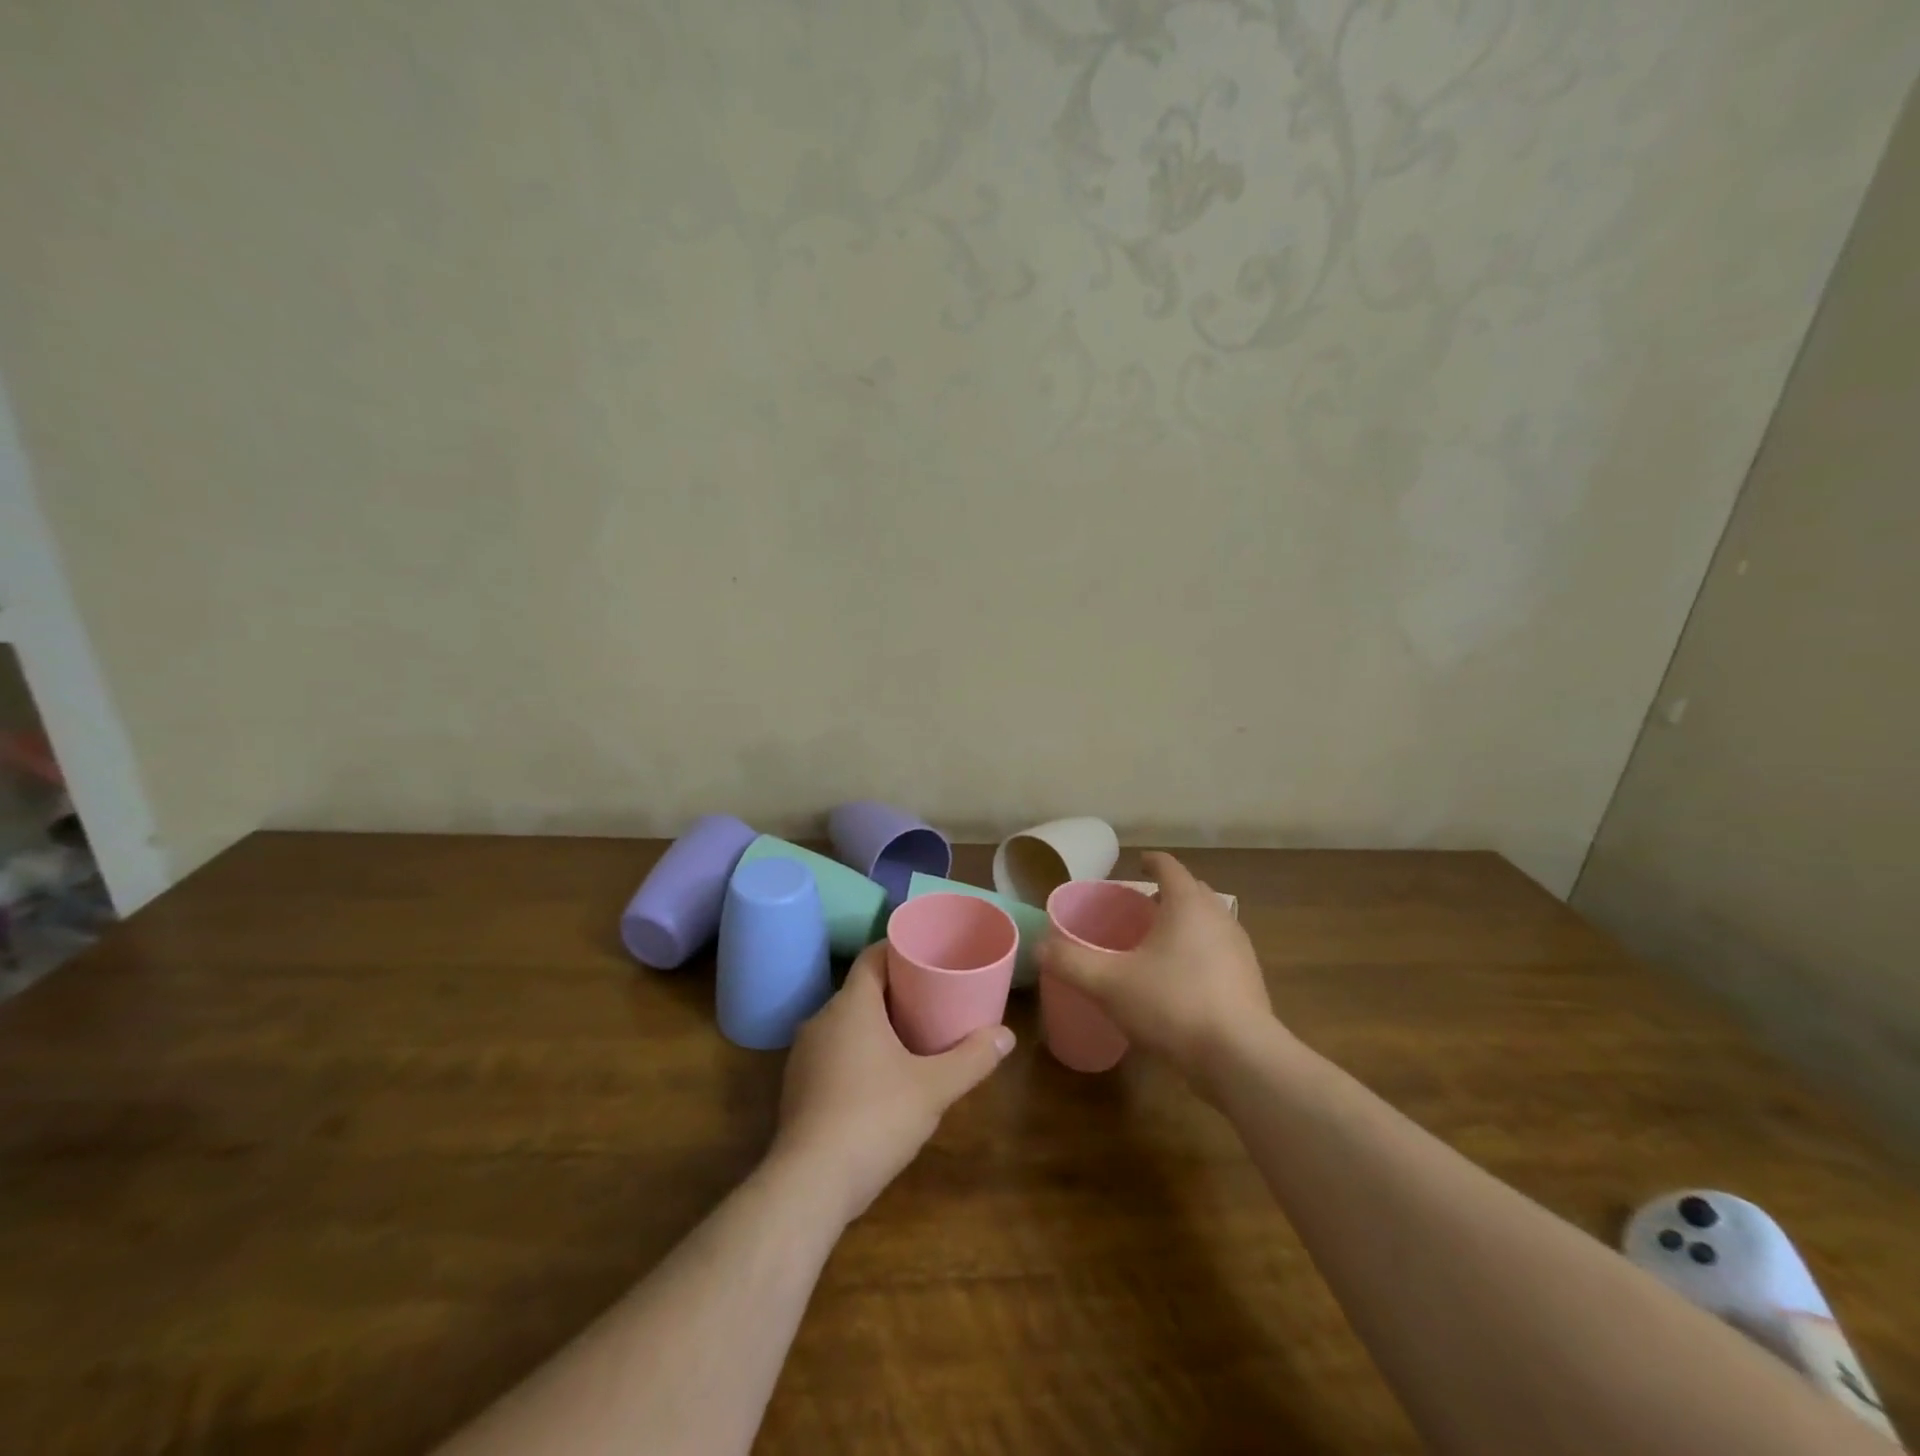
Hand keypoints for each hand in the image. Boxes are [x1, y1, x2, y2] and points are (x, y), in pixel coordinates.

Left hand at [771, 942, 1013, 1222]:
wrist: (809, 1184)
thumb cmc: (875, 1118)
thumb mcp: (934, 1088)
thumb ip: (972, 1059)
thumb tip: (1006, 1036)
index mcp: (851, 1005)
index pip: (872, 957)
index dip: (899, 950)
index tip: (927, 955)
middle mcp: (822, 1019)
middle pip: (862, 991)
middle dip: (896, 992)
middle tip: (932, 999)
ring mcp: (804, 1055)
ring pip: (846, 1024)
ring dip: (876, 1026)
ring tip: (912, 1037)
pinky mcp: (797, 1087)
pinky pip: (832, 1053)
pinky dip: (857, 1054)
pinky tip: (880, 1079)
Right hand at [1037, 851, 1280, 1092]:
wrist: (1240, 1058)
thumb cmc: (1172, 1004)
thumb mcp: (1109, 983)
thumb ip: (1071, 962)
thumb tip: (1040, 946)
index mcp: (1188, 904)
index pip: (1169, 867)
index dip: (1151, 863)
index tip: (1136, 866)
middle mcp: (1219, 917)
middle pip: (1192, 892)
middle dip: (1167, 894)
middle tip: (1139, 909)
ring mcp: (1240, 949)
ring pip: (1209, 923)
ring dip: (1185, 925)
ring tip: (1157, 944)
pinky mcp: (1250, 981)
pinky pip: (1219, 952)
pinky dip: (1199, 953)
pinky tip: (1180, 981)